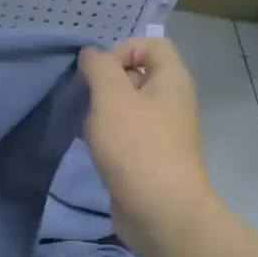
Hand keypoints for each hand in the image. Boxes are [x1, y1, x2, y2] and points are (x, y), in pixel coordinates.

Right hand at [78, 37, 216, 256]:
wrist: (160, 212)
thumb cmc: (137, 147)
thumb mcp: (112, 98)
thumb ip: (99, 68)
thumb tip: (91, 54)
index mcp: (172, 80)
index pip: (150, 44)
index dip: (122, 50)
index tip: (98, 73)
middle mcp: (171, 101)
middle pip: (136, 74)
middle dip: (104, 82)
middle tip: (85, 100)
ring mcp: (161, 130)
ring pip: (126, 106)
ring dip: (101, 111)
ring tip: (85, 126)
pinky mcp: (148, 156)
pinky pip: (124, 132)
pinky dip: (105, 134)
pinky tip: (90, 146)